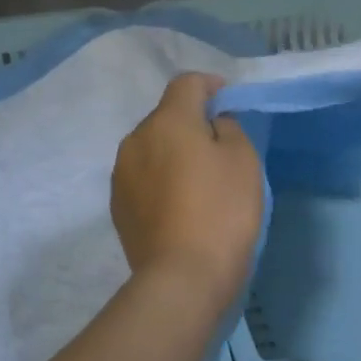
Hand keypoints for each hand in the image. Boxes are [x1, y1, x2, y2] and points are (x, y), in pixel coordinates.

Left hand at [112, 74, 264, 302]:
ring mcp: (121, 173)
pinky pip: (143, 177)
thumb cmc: (221, 211)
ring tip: (198, 180)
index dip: (211, 86)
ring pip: (152, 147)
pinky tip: (179, 204)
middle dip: (191, 123)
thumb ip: (229, 128)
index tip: (229, 103)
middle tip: (219, 148)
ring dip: (173, 152)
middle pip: (167, 116)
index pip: (187, 83)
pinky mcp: (118, 205)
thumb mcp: (243, 160)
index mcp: (167, 120)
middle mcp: (136, 138)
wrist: (182, 277)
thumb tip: (212, 124)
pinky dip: (161, 179)